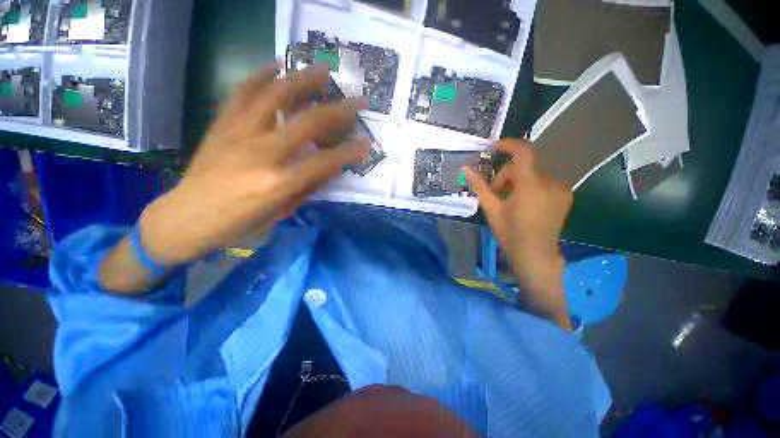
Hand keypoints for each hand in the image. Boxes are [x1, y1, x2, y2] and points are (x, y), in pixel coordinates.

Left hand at [137, 65, 368, 265]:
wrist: (186, 217)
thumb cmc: (238, 223)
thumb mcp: (280, 211)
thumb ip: (307, 186)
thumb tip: (330, 167)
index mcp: (278, 182)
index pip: (325, 161)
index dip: (349, 152)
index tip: (367, 143)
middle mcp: (262, 153)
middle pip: (307, 123)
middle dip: (339, 110)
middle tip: (357, 100)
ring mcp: (238, 134)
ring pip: (274, 96)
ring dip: (303, 80)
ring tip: (322, 69)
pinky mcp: (221, 125)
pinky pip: (242, 92)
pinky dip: (260, 75)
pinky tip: (276, 65)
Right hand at [463, 140, 572, 329]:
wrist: (536, 256)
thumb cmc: (511, 234)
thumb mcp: (491, 209)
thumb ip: (480, 187)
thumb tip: (465, 169)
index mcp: (532, 186)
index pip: (524, 152)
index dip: (508, 145)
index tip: (492, 147)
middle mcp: (550, 182)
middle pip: (524, 166)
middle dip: (506, 176)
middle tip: (495, 193)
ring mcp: (560, 189)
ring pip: (532, 174)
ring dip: (517, 182)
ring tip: (508, 201)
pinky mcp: (564, 195)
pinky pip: (541, 182)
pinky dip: (528, 187)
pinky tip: (522, 204)